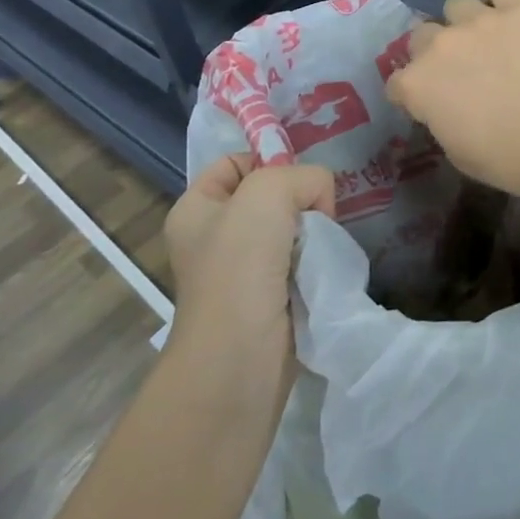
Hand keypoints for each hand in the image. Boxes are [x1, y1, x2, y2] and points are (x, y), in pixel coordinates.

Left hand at [163, 154, 333, 370]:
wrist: (239, 358)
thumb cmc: (240, 267)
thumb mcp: (268, 192)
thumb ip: (303, 176)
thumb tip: (319, 201)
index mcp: (195, 209)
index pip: (237, 161)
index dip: (269, 159)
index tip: (297, 181)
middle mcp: (214, 237)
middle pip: (270, 196)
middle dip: (300, 199)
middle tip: (318, 214)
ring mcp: (241, 271)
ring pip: (291, 229)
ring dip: (313, 233)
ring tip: (322, 245)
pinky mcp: (269, 299)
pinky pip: (301, 262)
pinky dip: (317, 261)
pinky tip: (323, 268)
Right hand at [385, 0, 519, 200]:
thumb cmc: (511, 158)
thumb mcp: (460, 154)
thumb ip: (443, 122)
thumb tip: (448, 109)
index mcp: (418, 85)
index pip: (397, 84)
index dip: (412, 95)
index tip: (429, 104)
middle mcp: (440, 44)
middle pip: (421, 35)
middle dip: (433, 51)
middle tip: (459, 69)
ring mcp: (479, 20)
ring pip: (456, 5)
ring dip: (464, 21)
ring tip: (487, 37)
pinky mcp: (518, 7)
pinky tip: (513, 14)